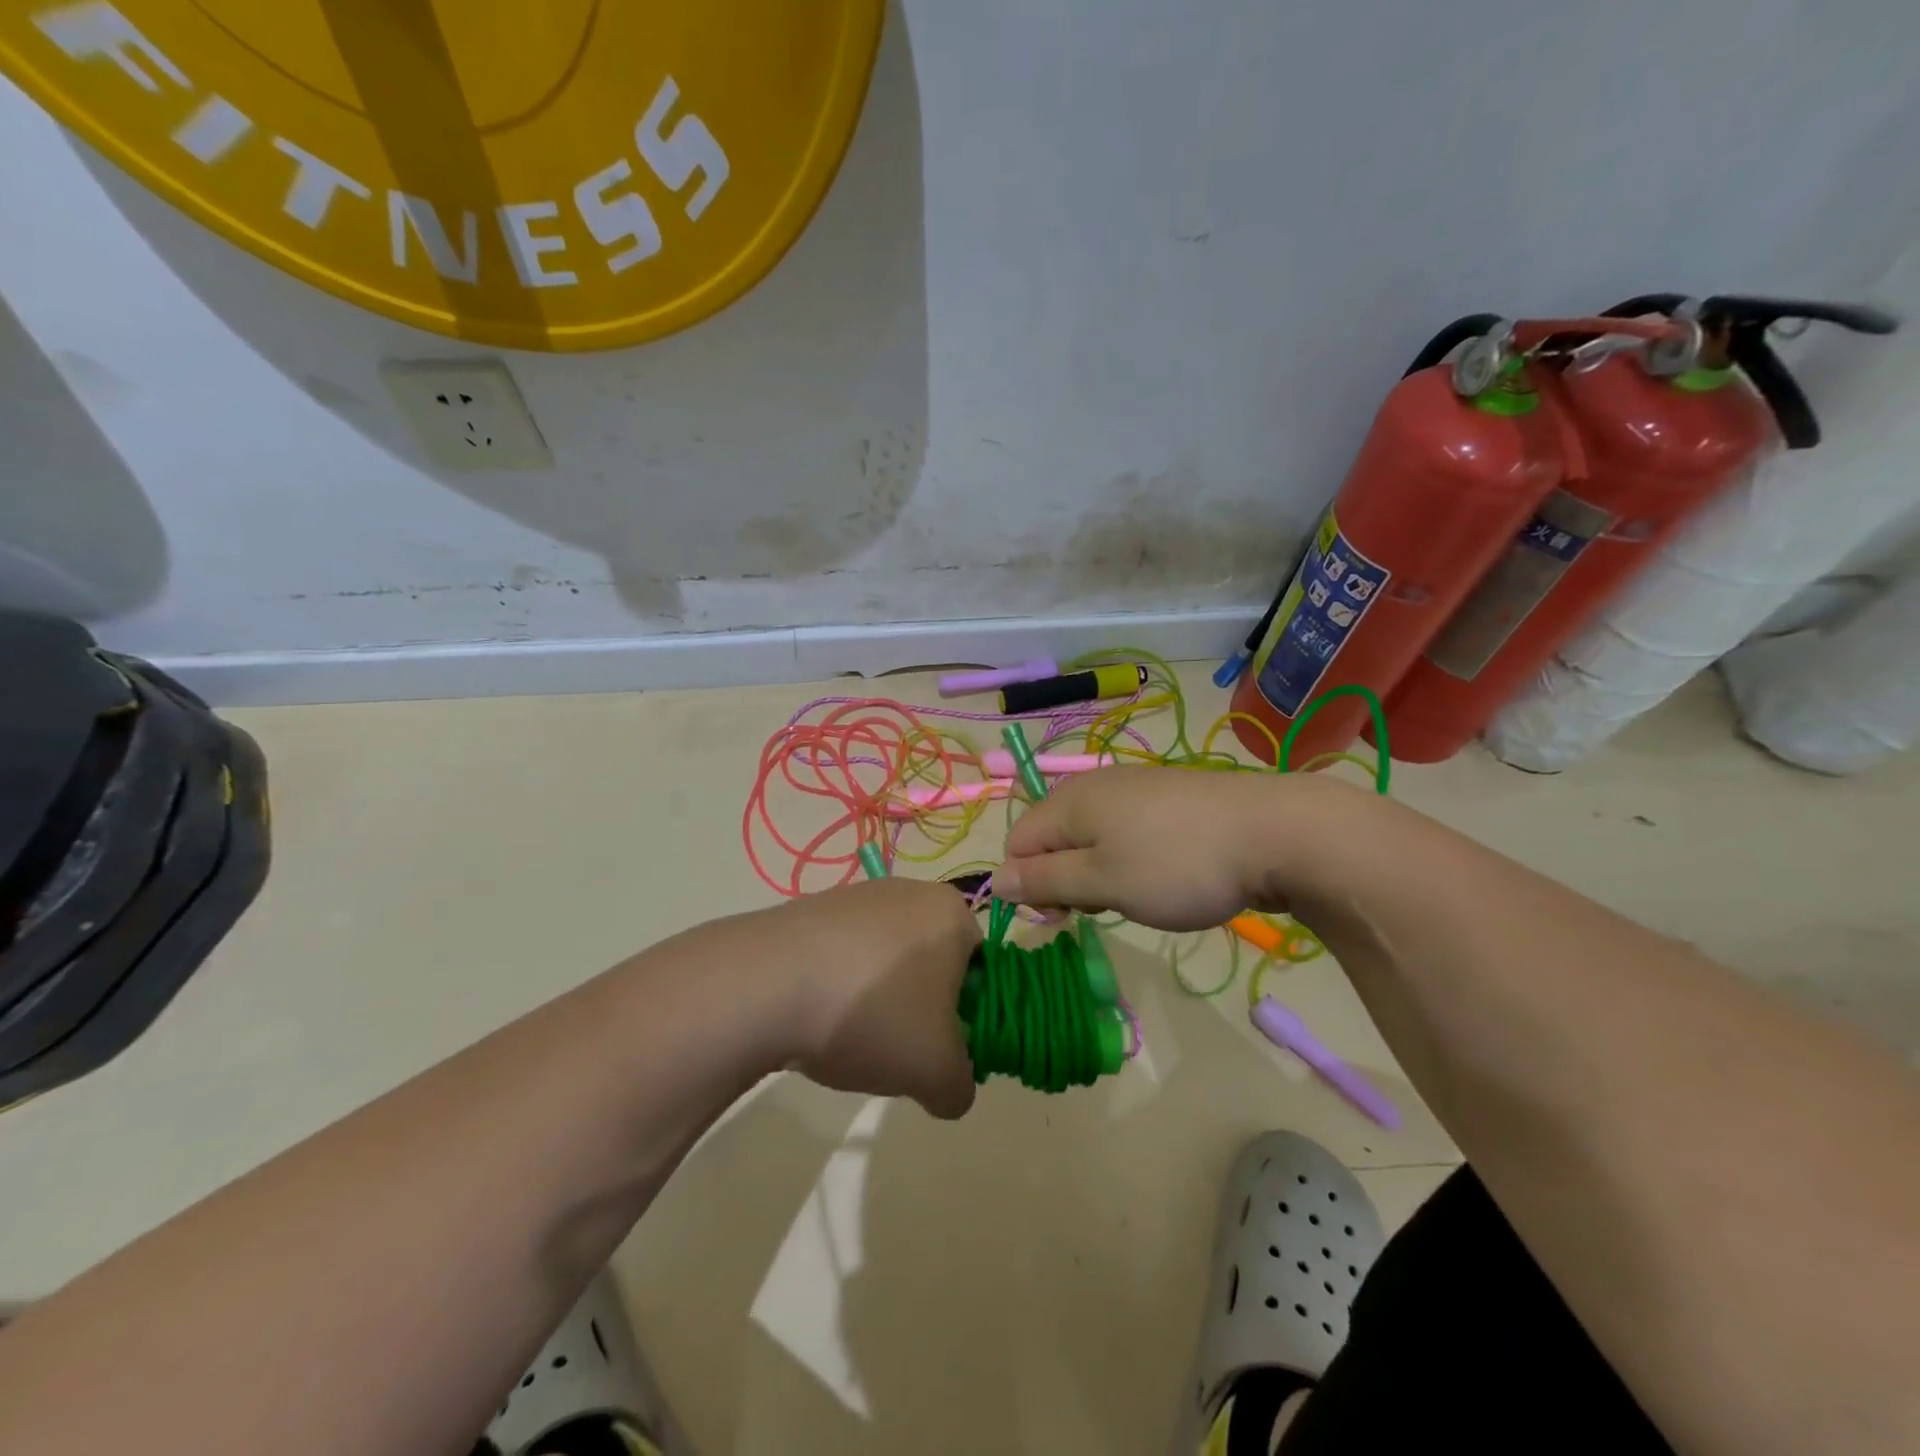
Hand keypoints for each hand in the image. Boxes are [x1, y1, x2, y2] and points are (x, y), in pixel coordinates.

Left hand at [768, 878, 982, 1119]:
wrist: (763, 985)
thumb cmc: (871, 1015)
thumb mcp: (935, 1072)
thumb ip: (960, 1087)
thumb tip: (951, 1089)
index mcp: (951, 913)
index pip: (982, 967)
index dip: (968, 1015)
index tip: (941, 1049)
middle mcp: (909, 891)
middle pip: (932, 961)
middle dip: (921, 1008)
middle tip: (899, 1049)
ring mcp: (856, 895)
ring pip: (886, 960)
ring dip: (878, 1000)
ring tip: (850, 1038)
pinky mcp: (812, 908)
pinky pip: (843, 955)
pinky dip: (839, 987)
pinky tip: (816, 1018)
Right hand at [993, 767, 1351, 929]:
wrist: (1275, 832)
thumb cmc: (1176, 864)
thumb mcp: (1102, 882)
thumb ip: (1044, 881)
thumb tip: (997, 881)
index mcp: (1069, 801)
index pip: (1017, 844)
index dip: (1028, 885)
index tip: (1062, 920)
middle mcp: (1095, 786)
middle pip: (1053, 838)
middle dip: (1064, 880)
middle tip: (1102, 911)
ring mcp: (1135, 788)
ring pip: (1091, 838)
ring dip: (1098, 873)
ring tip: (1136, 897)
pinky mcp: (1169, 799)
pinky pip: (1126, 831)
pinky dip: (1130, 859)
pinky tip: (1163, 876)